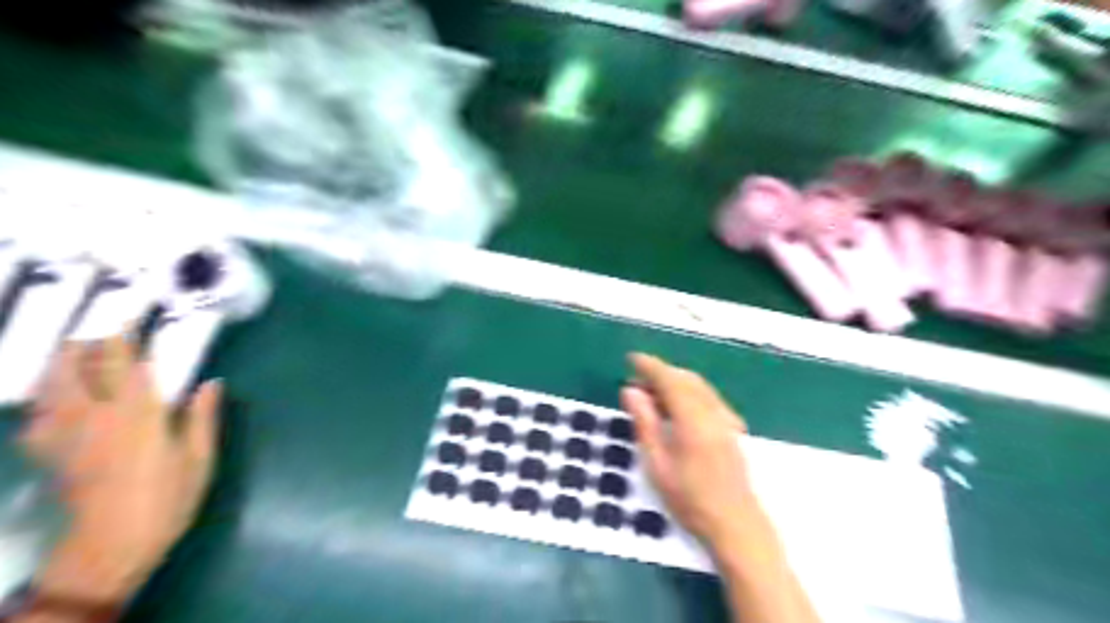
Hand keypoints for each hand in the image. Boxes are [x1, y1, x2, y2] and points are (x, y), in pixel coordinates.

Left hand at [21, 336, 221, 602]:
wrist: (111, 545)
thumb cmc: (166, 500)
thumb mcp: (198, 459)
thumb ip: (201, 417)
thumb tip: (211, 382)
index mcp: (137, 416)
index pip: (126, 363)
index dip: (128, 335)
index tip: (137, 315)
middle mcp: (94, 417)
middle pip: (78, 367)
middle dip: (90, 342)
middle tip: (110, 329)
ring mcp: (65, 435)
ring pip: (52, 386)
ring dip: (65, 363)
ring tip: (81, 351)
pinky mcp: (49, 452)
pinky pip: (39, 415)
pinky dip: (48, 399)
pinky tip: (60, 399)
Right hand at [624, 355, 774, 553]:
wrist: (735, 524)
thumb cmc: (690, 499)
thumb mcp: (657, 464)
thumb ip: (645, 423)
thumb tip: (631, 390)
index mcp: (693, 419)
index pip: (669, 380)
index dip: (650, 366)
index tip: (631, 358)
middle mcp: (712, 412)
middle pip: (686, 379)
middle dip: (661, 372)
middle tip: (636, 379)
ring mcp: (725, 419)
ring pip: (699, 386)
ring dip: (675, 381)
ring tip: (652, 392)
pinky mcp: (731, 428)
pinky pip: (708, 397)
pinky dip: (689, 392)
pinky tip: (678, 407)